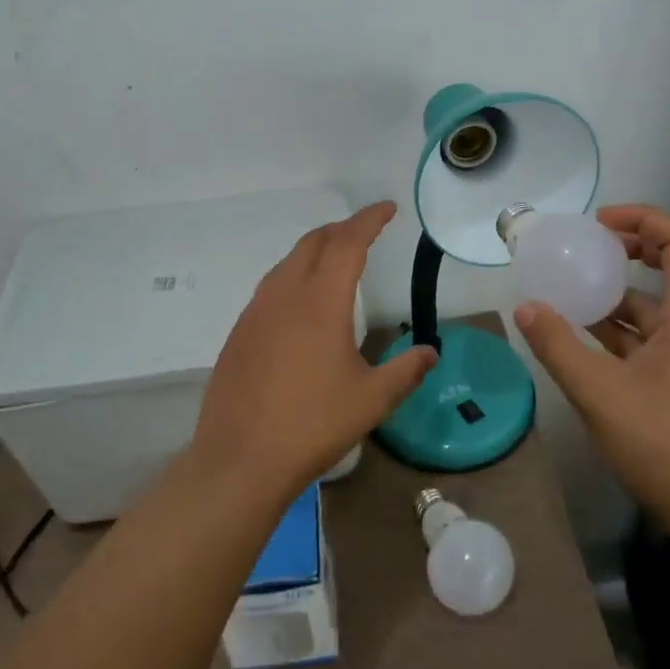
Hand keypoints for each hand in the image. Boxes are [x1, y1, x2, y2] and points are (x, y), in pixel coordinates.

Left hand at [193, 201, 437, 494]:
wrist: (240, 459)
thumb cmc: (313, 425)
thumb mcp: (372, 399)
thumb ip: (406, 370)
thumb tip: (430, 352)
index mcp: (321, 302)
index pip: (348, 243)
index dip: (369, 220)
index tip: (387, 209)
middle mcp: (284, 295)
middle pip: (313, 243)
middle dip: (341, 230)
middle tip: (365, 232)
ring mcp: (255, 313)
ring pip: (287, 264)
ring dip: (314, 251)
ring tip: (335, 261)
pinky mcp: (239, 334)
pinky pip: (270, 288)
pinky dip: (293, 277)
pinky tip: (301, 305)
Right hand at [513, 204, 669, 526]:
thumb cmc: (666, 443)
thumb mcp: (600, 392)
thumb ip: (559, 346)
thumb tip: (525, 308)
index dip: (642, 219)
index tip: (599, 224)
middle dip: (628, 251)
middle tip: (583, 250)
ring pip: (655, 309)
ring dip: (616, 296)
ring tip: (570, 291)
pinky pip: (650, 339)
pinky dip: (619, 331)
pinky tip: (582, 338)